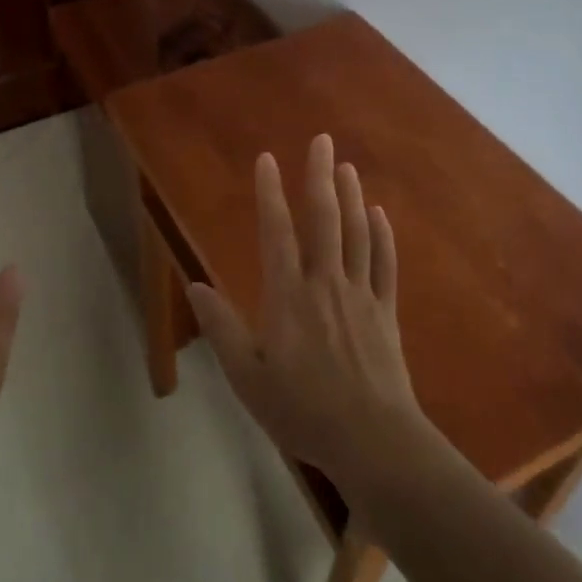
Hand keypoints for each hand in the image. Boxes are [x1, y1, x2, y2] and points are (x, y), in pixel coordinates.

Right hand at [186, 134, 435, 499]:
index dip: (270, 193)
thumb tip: (195, 286)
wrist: (373, 440)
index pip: (277, 232)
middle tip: (323, 141)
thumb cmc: (303, 410)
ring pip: (357, 234)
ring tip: (347, 166)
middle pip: (324, 219)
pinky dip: (383, 236)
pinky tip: (380, 215)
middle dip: (321, 176)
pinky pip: (385, 265)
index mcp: (288, 295)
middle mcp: (325, 283)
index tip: (267, 160)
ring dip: (351, 197)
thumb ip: (221, 328)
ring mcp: (361, 295)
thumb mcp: (247, 377)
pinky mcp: (386, 313)